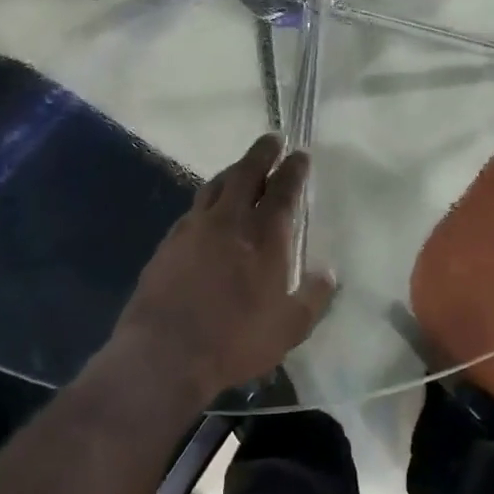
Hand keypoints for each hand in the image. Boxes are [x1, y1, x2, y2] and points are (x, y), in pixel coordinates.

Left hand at [113, 134, 336, 403]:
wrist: (164, 354)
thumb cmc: (235, 340)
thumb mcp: (289, 328)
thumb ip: (313, 297)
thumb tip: (329, 272)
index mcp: (264, 236)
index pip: (283, 189)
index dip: (294, 169)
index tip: (300, 154)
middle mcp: (229, 221)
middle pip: (246, 173)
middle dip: (262, 153)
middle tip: (272, 140)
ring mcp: (194, 228)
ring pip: (216, 185)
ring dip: (233, 171)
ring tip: (241, 167)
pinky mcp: (169, 243)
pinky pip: (194, 208)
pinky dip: (208, 199)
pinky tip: (208, 208)